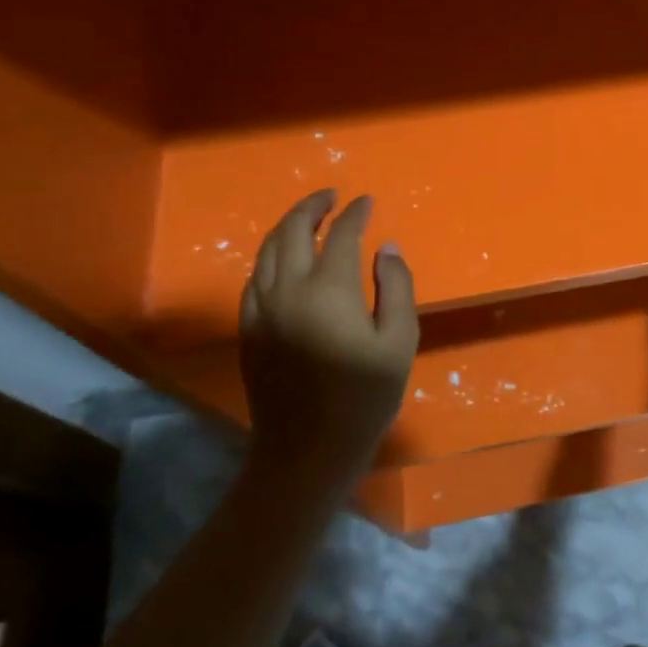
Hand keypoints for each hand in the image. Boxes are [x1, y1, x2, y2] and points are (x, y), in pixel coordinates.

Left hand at [238, 191, 419, 494]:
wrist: (307, 449)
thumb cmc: (364, 396)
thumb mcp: (399, 341)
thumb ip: (396, 287)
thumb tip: (386, 248)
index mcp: (329, 290)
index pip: (341, 234)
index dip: (355, 213)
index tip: (367, 201)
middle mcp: (287, 290)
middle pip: (292, 231)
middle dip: (312, 207)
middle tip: (332, 196)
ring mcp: (261, 309)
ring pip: (266, 250)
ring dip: (288, 226)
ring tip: (309, 218)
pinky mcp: (248, 329)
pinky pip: (255, 277)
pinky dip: (271, 256)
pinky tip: (285, 261)